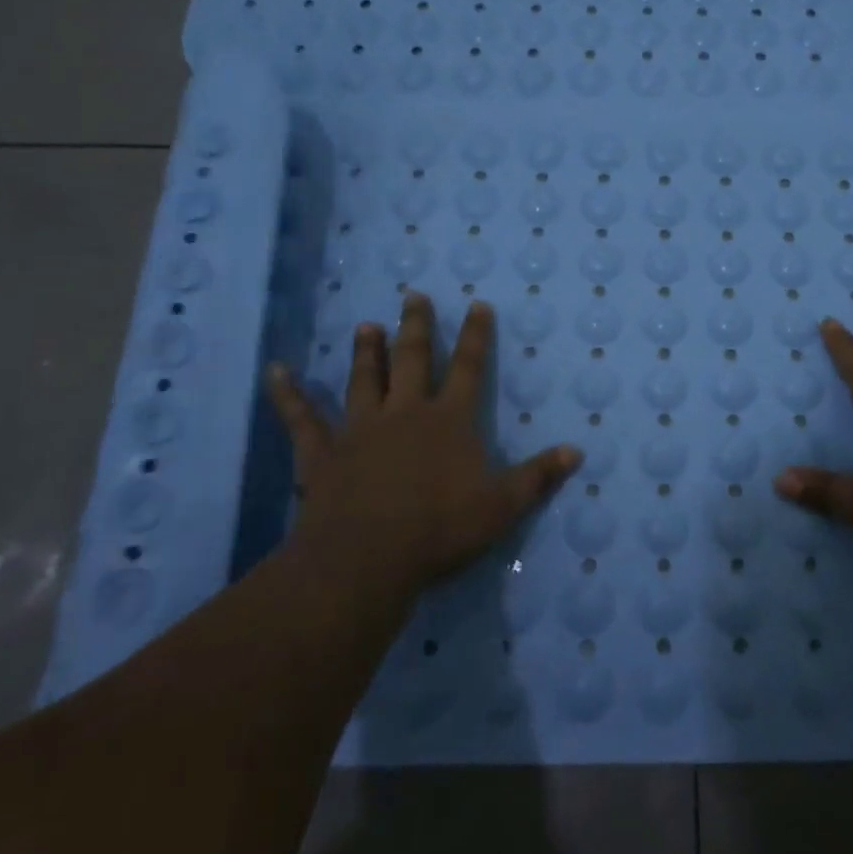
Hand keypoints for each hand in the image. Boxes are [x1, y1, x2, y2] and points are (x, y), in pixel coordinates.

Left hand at [266, 292, 582, 604]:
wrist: (367, 558)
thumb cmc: (441, 529)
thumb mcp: (503, 506)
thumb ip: (539, 476)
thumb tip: (577, 451)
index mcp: (449, 420)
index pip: (469, 368)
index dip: (476, 336)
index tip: (478, 305)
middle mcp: (406, 412)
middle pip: (413, 359)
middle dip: (416, 327)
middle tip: (413, 296)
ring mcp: (360, 429)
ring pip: (364, 379)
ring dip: (367, 351)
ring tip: (366, 325)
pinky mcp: (323, 453)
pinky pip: (302, 418)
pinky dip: (289, 394)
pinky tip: (275, 371)